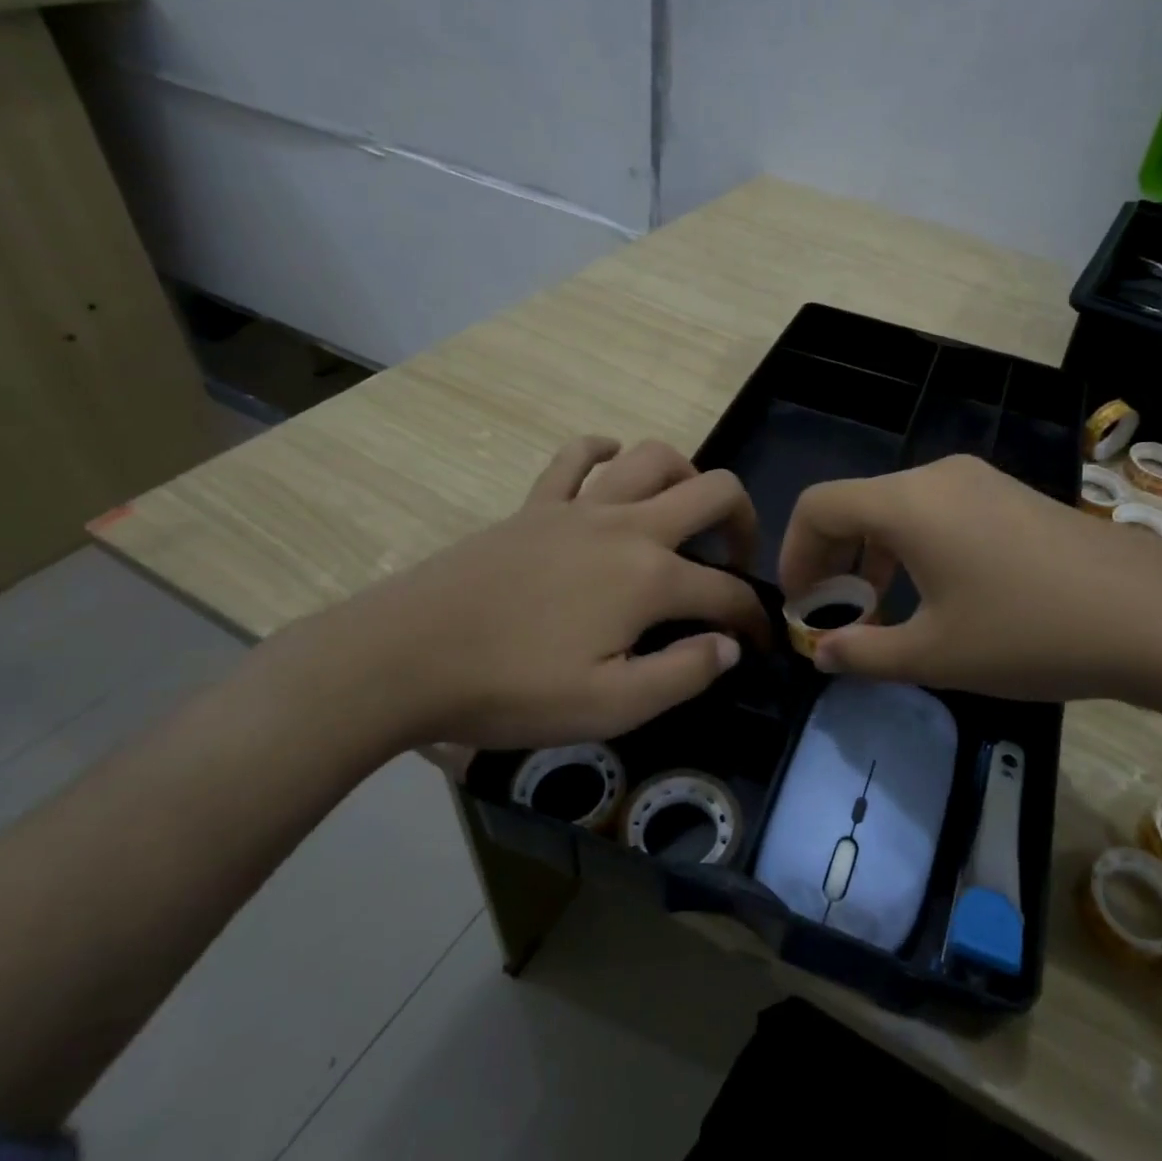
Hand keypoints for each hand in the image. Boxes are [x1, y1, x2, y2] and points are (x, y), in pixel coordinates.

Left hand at [292, 437, 767, 761]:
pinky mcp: (534, 505)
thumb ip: (683, 674)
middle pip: (713, 492)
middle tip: (735, 561)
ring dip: (686, 476)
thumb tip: (729, 646)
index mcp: (650, 578)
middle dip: (743, 522)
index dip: (753, 619)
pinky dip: (604, 453)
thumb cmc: (511, 688)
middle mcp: (627, 526)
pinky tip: (612, 468)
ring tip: (684, 516)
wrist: (403, 657)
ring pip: (653, 457)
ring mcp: (578, 507)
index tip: (758, 645)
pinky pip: (576, 457)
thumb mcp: (610, 707)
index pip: (727, 592)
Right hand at [778, 455, 1161, 711]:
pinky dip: (915, 547)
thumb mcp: (935, 655)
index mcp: (908, 502)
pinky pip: (940, 512)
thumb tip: (820, 654)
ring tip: (883, 611)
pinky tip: (939, 595)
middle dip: (833, 558)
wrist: (1156, 618)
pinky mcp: (1014, 497)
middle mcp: (939, 476)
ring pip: (900, 508)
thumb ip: (864, 654)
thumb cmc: (1029, 634)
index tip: (801, 606)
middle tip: (835, 615)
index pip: (818, 506)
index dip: (794, 554)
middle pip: (857, 504)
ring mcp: (982, 481)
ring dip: (875, 555)